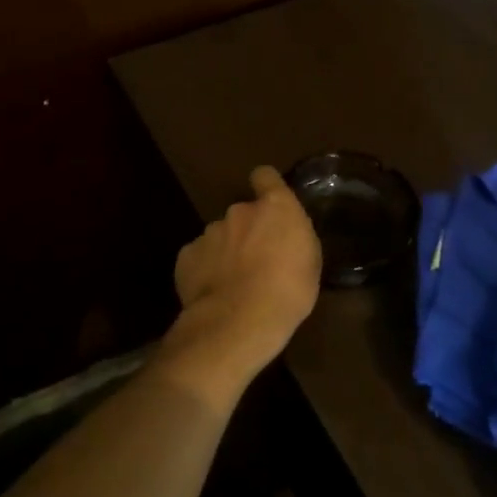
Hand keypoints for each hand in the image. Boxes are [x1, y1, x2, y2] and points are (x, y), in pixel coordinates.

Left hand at [160, 166, 321, 402]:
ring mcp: (210, 232)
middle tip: (257, 259)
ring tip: (234, 281)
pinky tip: (214, 292)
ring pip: (220, 235)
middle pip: (243, 212)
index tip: (269, 201)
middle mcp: (239, 211)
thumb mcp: (310, 262)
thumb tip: (282, 237)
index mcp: (275, 207)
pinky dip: (205, 269)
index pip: (265, 176)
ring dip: (227, 250)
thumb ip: (293, 238)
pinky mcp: (187, 255)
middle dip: (248, 230)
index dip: (266, 185)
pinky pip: (199, 257)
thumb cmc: (289, 291)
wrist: (239, 321)